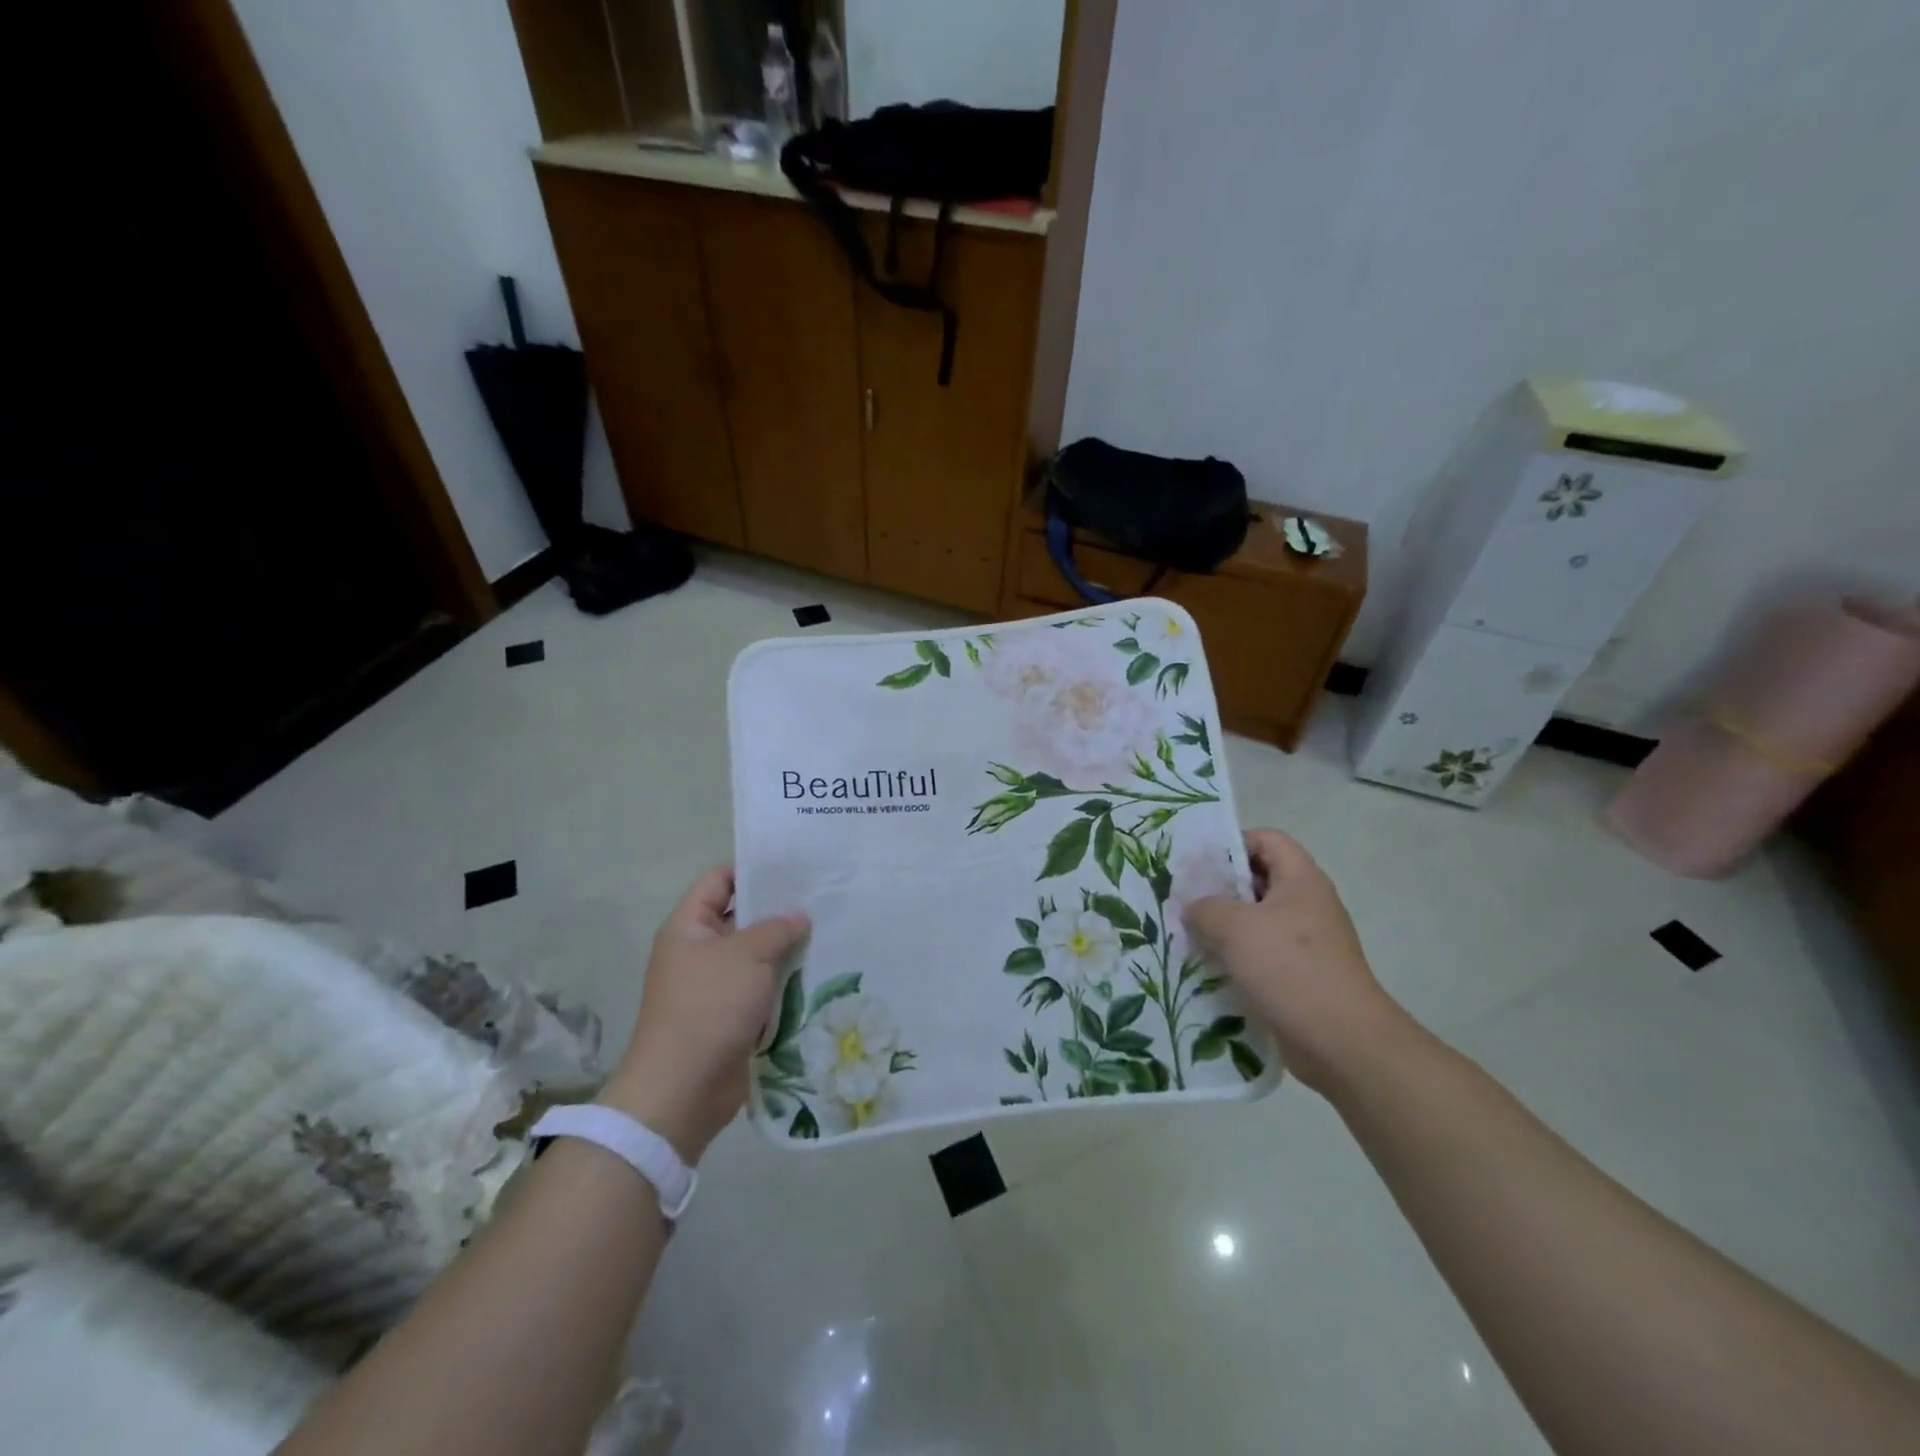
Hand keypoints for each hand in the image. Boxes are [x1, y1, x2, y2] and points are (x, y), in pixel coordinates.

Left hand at [601, 867, 808, 1163]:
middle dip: (780, 912)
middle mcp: (699, 953)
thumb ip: (777, 928)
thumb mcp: (746, 956)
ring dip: (788, 950)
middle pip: (742, 919)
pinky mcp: (732, 1018)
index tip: (793, 866)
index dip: (752, 870)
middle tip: (823, 899)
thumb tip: (798, 916)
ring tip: (831, 932)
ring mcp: (715, 987)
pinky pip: (763, 990)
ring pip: (757, 957)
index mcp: (689, 928)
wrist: (683, 1090)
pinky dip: (786, 984)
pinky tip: (821, 974)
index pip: (719, 881)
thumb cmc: (708, 1008)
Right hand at [1182, 829, 1407, 1096]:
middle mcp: (1307, 904)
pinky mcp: (1300, 976)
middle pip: (1258, 880)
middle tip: (1182, 899)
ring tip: (1187, 935)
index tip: (1198, 864)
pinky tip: (1207, 970)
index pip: (1266, 839)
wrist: (1341, 1042)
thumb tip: (1193, 909)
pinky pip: (1261, 955)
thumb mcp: (1234, 927)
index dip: (1232, 844)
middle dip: (1219, 889)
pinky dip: (1235, 959)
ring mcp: (1306, 943)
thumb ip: (1205, 907)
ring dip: (1222, 928)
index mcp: (1301, 880)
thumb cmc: (1290, 969)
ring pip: (1256, 921)